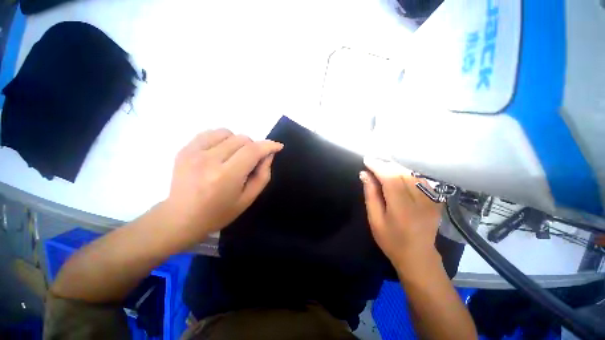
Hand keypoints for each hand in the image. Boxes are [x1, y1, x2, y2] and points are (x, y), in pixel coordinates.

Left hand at [161, 129, 282, 244]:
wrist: (181, 218)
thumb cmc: (219, 212)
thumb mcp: (248, 198)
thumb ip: (263, 175)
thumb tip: (269, 154)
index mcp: (226, 177)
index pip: (252, 151)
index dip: (268, 146)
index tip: (278, 146)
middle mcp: (209, 160)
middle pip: (242, 139)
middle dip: (254, 147)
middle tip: (251, 161)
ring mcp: (193, 152)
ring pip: (227, 133)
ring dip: (237, 142)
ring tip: (234, 157)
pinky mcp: (185, 149)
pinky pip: (211, 133)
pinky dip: (222, 139)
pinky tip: (220, 152)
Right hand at [360, 158, 442, 274]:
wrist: (418, 256)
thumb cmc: (391, 240)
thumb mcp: (374, 219)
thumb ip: (371, 195)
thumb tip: (364, 174)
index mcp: (402, 209)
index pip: (391, 179)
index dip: (378, 167)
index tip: (367, 160)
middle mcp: (420, 201)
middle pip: (402, 173)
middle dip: (386, 165)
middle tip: (373, 162)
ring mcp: (431, 200)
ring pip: (412, 174)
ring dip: (396, 167)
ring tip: (382, 166)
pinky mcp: (436, 200)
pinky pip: (420, 179)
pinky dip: (407, 173)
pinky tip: (398, 174)